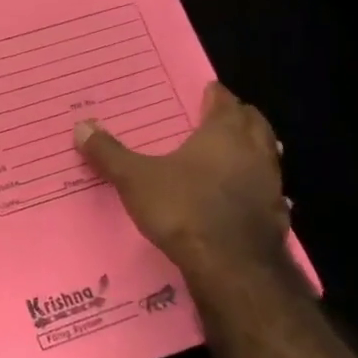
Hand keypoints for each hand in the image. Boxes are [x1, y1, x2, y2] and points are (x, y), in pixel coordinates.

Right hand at [76, 83, 288, 278]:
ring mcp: (271, 186)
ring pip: (267, 156)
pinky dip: (255, 185)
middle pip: (255, 124)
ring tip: (233, 151)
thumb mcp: (134, 179)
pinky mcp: (276, 217)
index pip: (226, 103)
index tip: (207, 90)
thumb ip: (109, 153)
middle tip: (220, 115)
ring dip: (252, 150)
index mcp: (224, 135)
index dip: (216, 95)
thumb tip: (81, 125)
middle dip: (240, 117)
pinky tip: (241, 195)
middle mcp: (254, 153)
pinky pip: (268, 190)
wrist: (232, 267)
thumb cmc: (183, 209)